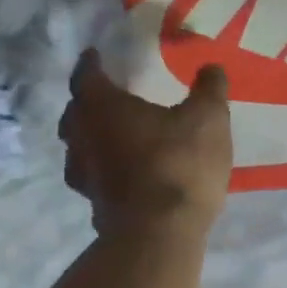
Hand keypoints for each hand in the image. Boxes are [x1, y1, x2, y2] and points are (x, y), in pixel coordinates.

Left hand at [58, 49, 232, 235]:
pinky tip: (118, 172)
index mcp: (103, 107)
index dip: (91, 64)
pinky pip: (92, 176)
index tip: (94, 55)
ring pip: (77, 146)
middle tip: (104, 96)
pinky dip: (101, 168)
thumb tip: (211, 67)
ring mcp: (85, 174)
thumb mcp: (208, 119)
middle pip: (75, 113)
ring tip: (109, 134)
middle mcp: (83, 137)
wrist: (160, 232)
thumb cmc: (180, 164)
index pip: (87, 76)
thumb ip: (209, 89)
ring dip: (89, 137)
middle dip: (86, 102)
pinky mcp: (94, 204)